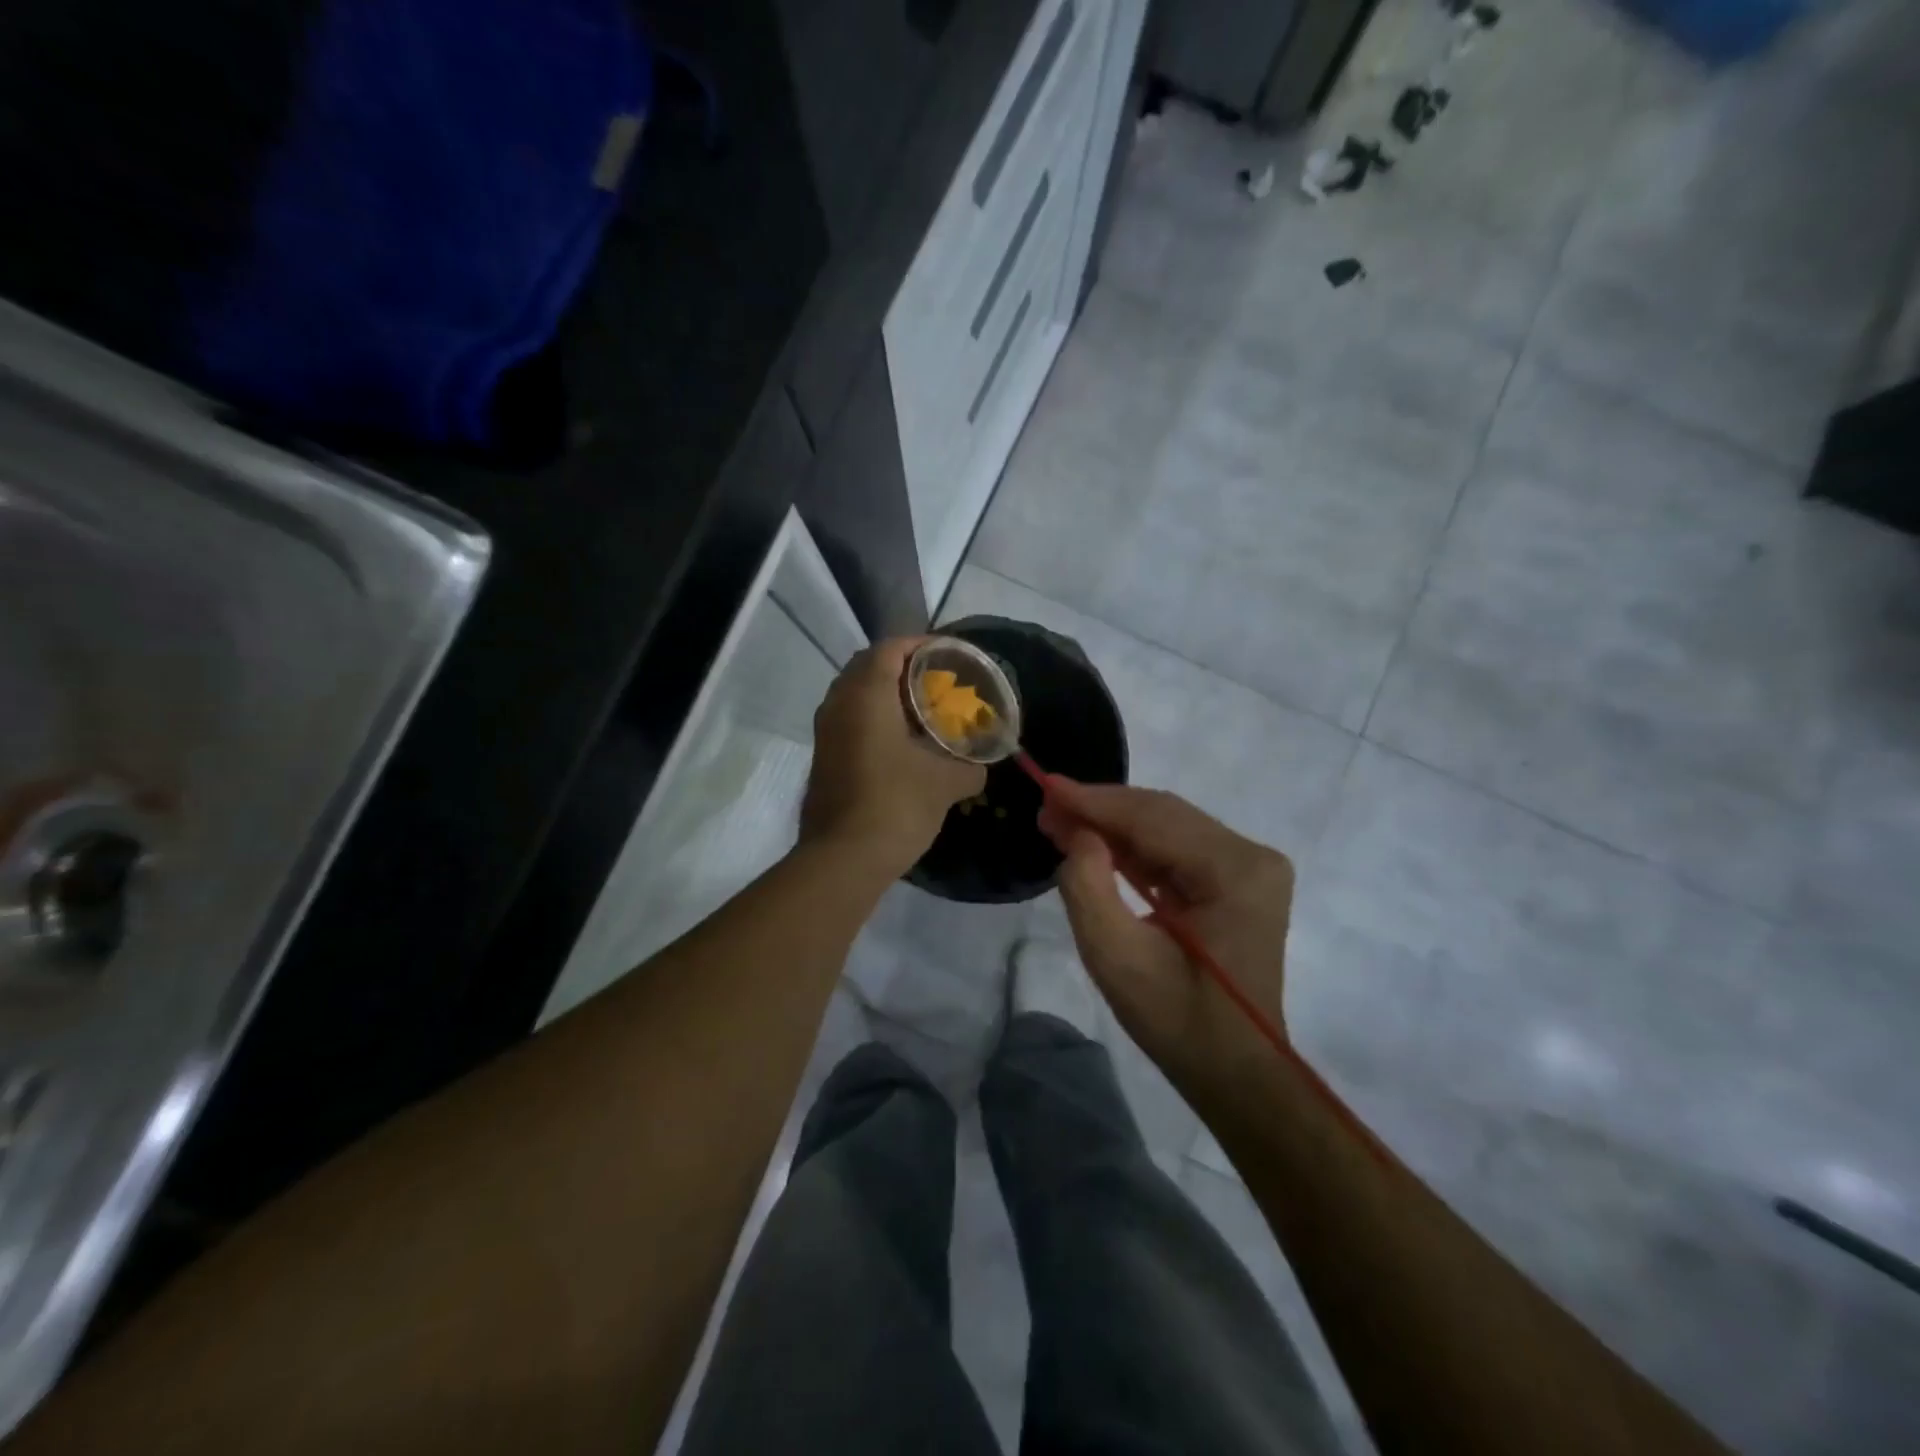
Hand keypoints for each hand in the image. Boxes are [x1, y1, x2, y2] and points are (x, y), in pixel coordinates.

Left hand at [800, 638, 985, 879]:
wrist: (843, 858)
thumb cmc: (896, 804)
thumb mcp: (946, 783)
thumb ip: (970, 766)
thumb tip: (979, 766)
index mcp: (866, 695)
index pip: (890, 648)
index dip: (920, 645)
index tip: (948, 654)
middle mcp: (839, 704)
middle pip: (868, 666)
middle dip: (903, 667)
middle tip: (938, 679)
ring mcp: (826, 732)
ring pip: (855, 694)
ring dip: (886, 693)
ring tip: (922, 708)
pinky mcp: (823, 757)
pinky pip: (850, 720)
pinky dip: (874, 718)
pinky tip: (902, 741)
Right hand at [1039, 781, 1294, 1098]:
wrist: (1235, 1072)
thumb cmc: (1178, 1021)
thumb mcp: (1118, 958)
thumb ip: (1088, 887)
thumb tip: (1078, 834)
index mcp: (1235, 871)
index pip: (1154, 818)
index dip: (1095, 801)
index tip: (1046, 786)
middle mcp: (1251, 856)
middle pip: (1163, 815)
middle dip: (1101, 810)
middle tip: (1047, 808)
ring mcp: (1249, 867)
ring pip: (1168, 827)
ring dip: (1113, 825)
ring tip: (1061, 823)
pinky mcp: (1238, 881)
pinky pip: (1177, 849)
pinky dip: (1134, 846)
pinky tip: (1096, 843)